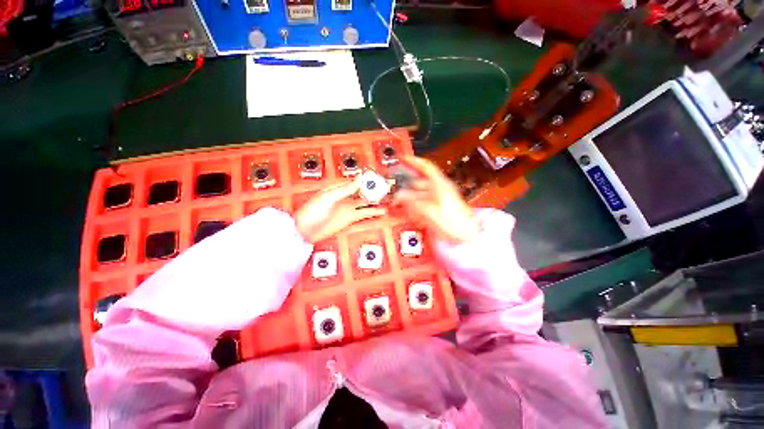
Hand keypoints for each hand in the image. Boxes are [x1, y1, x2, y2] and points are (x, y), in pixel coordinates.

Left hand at [296, 180, 385, 243]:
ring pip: (365, 201)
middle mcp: (345, 196)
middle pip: (363, 190)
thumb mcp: (329, 198)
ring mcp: (349, 207)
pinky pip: (364, 213)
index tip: (379, 177)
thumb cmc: (313, 211)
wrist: (306, 230)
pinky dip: (373, 212)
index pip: (356, 181)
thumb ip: (346, 189)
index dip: (368, 179)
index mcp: (338, 188)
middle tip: (387, 187)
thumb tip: (360, 178)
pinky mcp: (350, 218)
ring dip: (376, 200)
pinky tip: (382, 210)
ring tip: (389, 198)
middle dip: (374, 189)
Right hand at [393, 157, 479, 243]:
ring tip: (399, 204)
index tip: (402, 158)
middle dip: (406, 186)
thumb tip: (399, 195)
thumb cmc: (453, 222)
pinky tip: (410, 211)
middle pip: (419, 182)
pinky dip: (414, 205)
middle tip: (394, 192)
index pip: (426, 167)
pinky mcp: (437, 208)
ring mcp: (438, 199)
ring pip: (419, 194)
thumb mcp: (430, 211)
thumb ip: (413, 202)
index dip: (414, 161)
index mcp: (440, 184)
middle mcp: (439, 189)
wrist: (467, 236)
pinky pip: (422, 203)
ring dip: (409, 198)